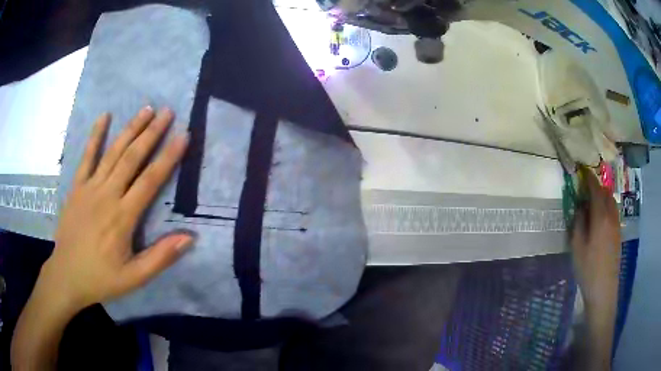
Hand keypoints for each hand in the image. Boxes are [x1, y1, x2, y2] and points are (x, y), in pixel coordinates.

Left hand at [42, 107, 192, 311]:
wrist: (66, 275)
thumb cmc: (101, 278)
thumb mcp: (134, 278)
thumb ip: (160, 257)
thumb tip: (189, 237)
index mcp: (122, 217)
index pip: (150, 181)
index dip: (168, 157)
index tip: (184, 135)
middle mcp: (107, 195)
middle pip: (132, 158)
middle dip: (152, 133)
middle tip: (168, 112)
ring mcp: (89, 188)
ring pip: (113, 152)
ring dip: (130, 128)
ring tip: (147, 109)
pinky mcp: (77, 187)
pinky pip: (86, 157)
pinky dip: (95, 135)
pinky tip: (104, 117)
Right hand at [570, 166, 620, 305]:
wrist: (604, 289)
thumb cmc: (588, 269)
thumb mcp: (577, 247)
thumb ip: (578, 223)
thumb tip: (580, 207)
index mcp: (600, 217)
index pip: (595, 189)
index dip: (589, 178)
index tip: (582, 170)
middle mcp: (611, 216)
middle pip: (606, 193)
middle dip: (596, 187)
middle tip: (585, 190)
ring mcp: (617, 225)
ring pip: (611, 202)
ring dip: (602, 197)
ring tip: (592, 204)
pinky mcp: (618, 234)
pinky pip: (613, 212)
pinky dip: (606, 208)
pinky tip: (599, 220)